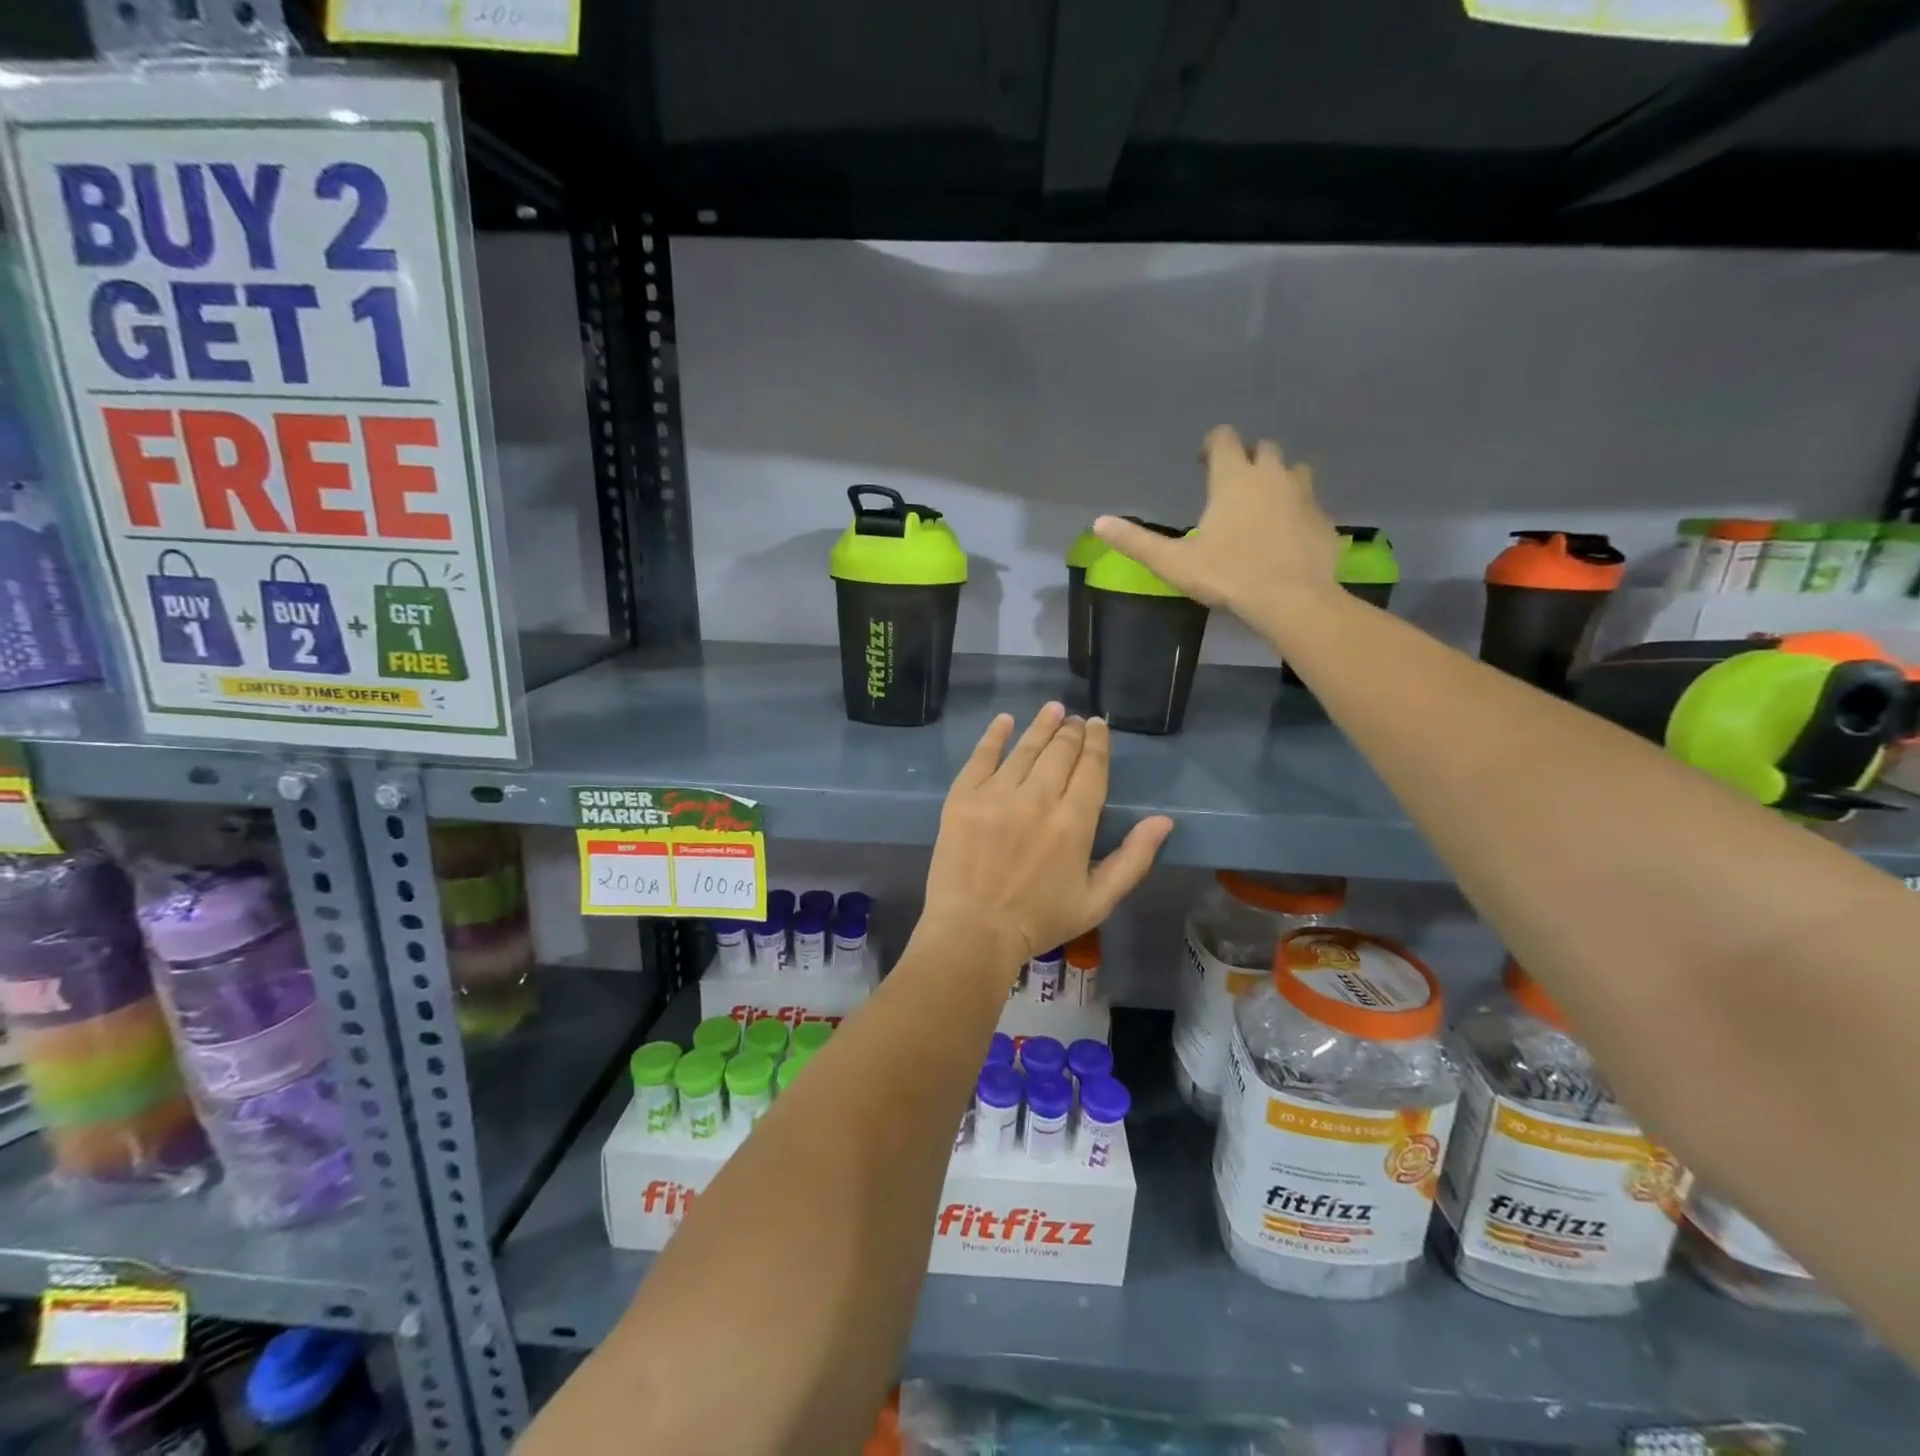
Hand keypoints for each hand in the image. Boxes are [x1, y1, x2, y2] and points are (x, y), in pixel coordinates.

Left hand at [919, 704, 1172, 980]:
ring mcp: (997, 794)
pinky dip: (995, 735)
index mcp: (1074, 823)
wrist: (973, 932)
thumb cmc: (1039, 920)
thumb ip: (1134, 859)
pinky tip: (1006, 720)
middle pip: (1059, 752)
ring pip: (1025, 748)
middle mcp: (1038, 799)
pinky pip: (981, 756)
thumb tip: (1165, 821)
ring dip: (1041, 725)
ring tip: (1052, 709)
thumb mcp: (1098, 900)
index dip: (1097, 743)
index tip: (1098, 726)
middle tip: (1075, 720)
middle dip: (1071, 731)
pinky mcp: (963, 797)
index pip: (1091, 769)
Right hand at [1093, 425, 1340, 621]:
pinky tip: (1286, 535)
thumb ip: (1136, 541)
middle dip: (1247, 459)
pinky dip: (1297, 511)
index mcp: (1234, 478)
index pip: (1225, 438)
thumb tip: (1099, 524)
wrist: (1292, 601)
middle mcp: (1272, 476)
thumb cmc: (1228, 575)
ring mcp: (1304, 496)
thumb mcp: (1173, 562)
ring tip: (1262, 505)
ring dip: (1277, 479)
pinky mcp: (1323, 521)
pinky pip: (1310, 505)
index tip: (1202, 462)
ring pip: (1294, 471)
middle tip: (1232, 485)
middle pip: (1263, 448)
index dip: (1212, 444)